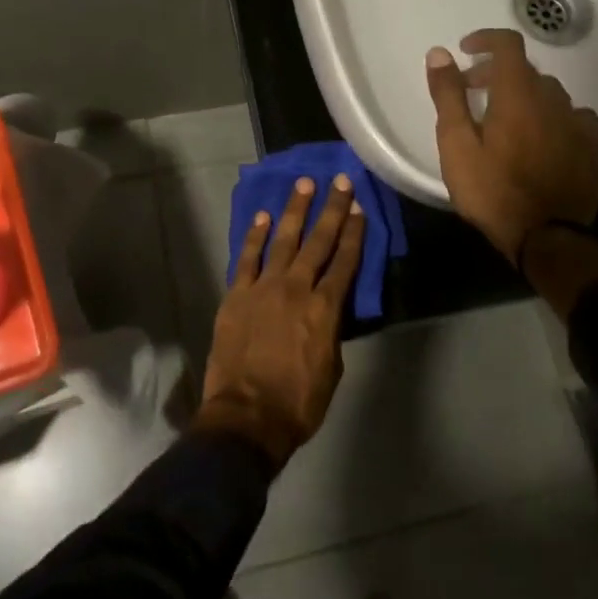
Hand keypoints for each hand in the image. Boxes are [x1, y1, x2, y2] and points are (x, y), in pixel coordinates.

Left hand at [195, 175, 366, 468]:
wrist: (247, 417)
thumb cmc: (298, 402)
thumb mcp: (331, 368)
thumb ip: (331, 331)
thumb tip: (328, 311)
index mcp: (325, 309)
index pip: (346, 262)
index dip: (355, 234)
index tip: (360, 208)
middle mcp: (296, 288)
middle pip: (318, 241)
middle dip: (332, 209)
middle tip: (341, 181)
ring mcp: (263, 288)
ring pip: (283, 239)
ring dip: (295, 210)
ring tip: (304, 184)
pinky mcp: (236, 295)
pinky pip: (247, 258)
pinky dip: (256, 235)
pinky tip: (263, 215)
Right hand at [426, 28, 597, 260]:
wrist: (547, 238)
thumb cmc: (493, 191)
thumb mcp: (457, 145)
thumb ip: (449, 96)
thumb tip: (440, 53)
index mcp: (517, 94)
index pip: (508, 44)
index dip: (485, 39)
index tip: (465, 51)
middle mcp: (552, 98)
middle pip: (524, 70)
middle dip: (495, 73)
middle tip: (471, 92)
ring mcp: (576, 122)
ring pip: (547, 92)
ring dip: (523, 94)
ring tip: (502, 119)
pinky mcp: (590, 146)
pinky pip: (571, 115)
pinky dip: (550, 115)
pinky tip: (541, 136)